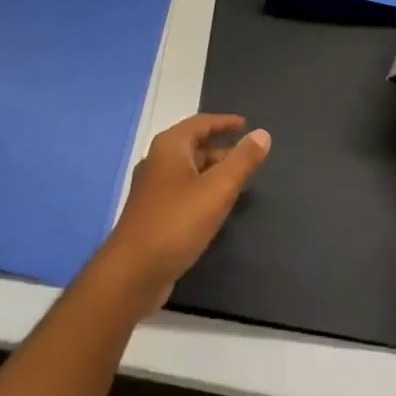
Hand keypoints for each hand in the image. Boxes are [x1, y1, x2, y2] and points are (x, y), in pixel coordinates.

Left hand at [94, 114, 269, 314]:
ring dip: (212, 171)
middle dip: (221, 149)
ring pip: (188, 171)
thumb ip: (242, 161)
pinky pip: (182, 191)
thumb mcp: (217, 190)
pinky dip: (201, 191)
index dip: (224, 122)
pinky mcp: (152, 213)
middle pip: (193, 146)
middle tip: (247, 156)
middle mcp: (158, 161)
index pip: (201, 123)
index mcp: (170, 147)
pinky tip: (214, 208)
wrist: (132, 272)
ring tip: (237, 182)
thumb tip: (262, 134)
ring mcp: (152, 188)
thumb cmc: (176, 223)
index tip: (246, 125)